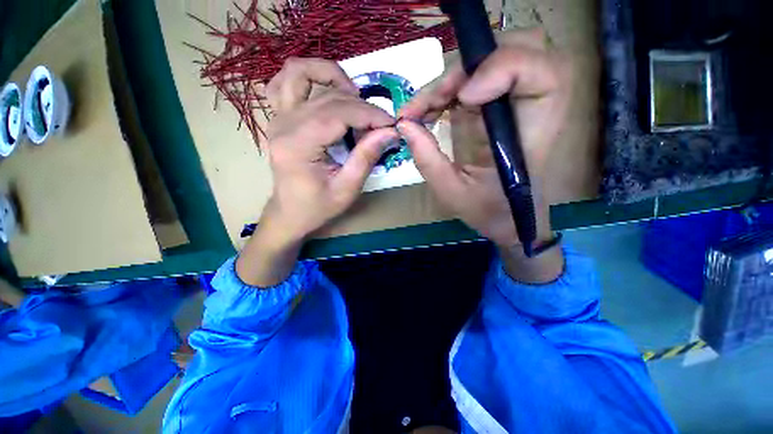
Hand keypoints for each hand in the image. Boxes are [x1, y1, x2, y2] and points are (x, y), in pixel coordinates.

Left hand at [236, 58, 397, 286]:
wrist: (289, 212)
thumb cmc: (317, 207)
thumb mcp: (347, 190)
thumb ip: (366, 158)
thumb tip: (389, 132)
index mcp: (298, 145)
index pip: (339, 113)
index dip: (370, 115)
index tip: (392, 124)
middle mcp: (284, 124)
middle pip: (329, 97)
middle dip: (362, 106)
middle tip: (380, 125)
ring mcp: (277, 117)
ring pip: (300, 73)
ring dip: (331, 76)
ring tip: (354, 98)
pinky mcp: (279, 117)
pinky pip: (284, 82)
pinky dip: (307, 78)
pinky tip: (325, 91)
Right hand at [398, 30, 569, 281]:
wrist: (507, 218)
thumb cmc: (488, 210)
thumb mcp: (451, 192)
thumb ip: (427, 160)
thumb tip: (404, 124)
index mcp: (532, 132)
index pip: (540, 71)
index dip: (503, 67)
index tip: (464, 97)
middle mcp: (529, 108)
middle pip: (519, 48)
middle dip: (470, 66)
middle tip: (435, 99)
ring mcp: (512, 103)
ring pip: (492, 59)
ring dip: (451, 79)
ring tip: (420, 110)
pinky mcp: (494, 107)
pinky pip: (471, 81)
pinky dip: (445, 91)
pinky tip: (426, 111)